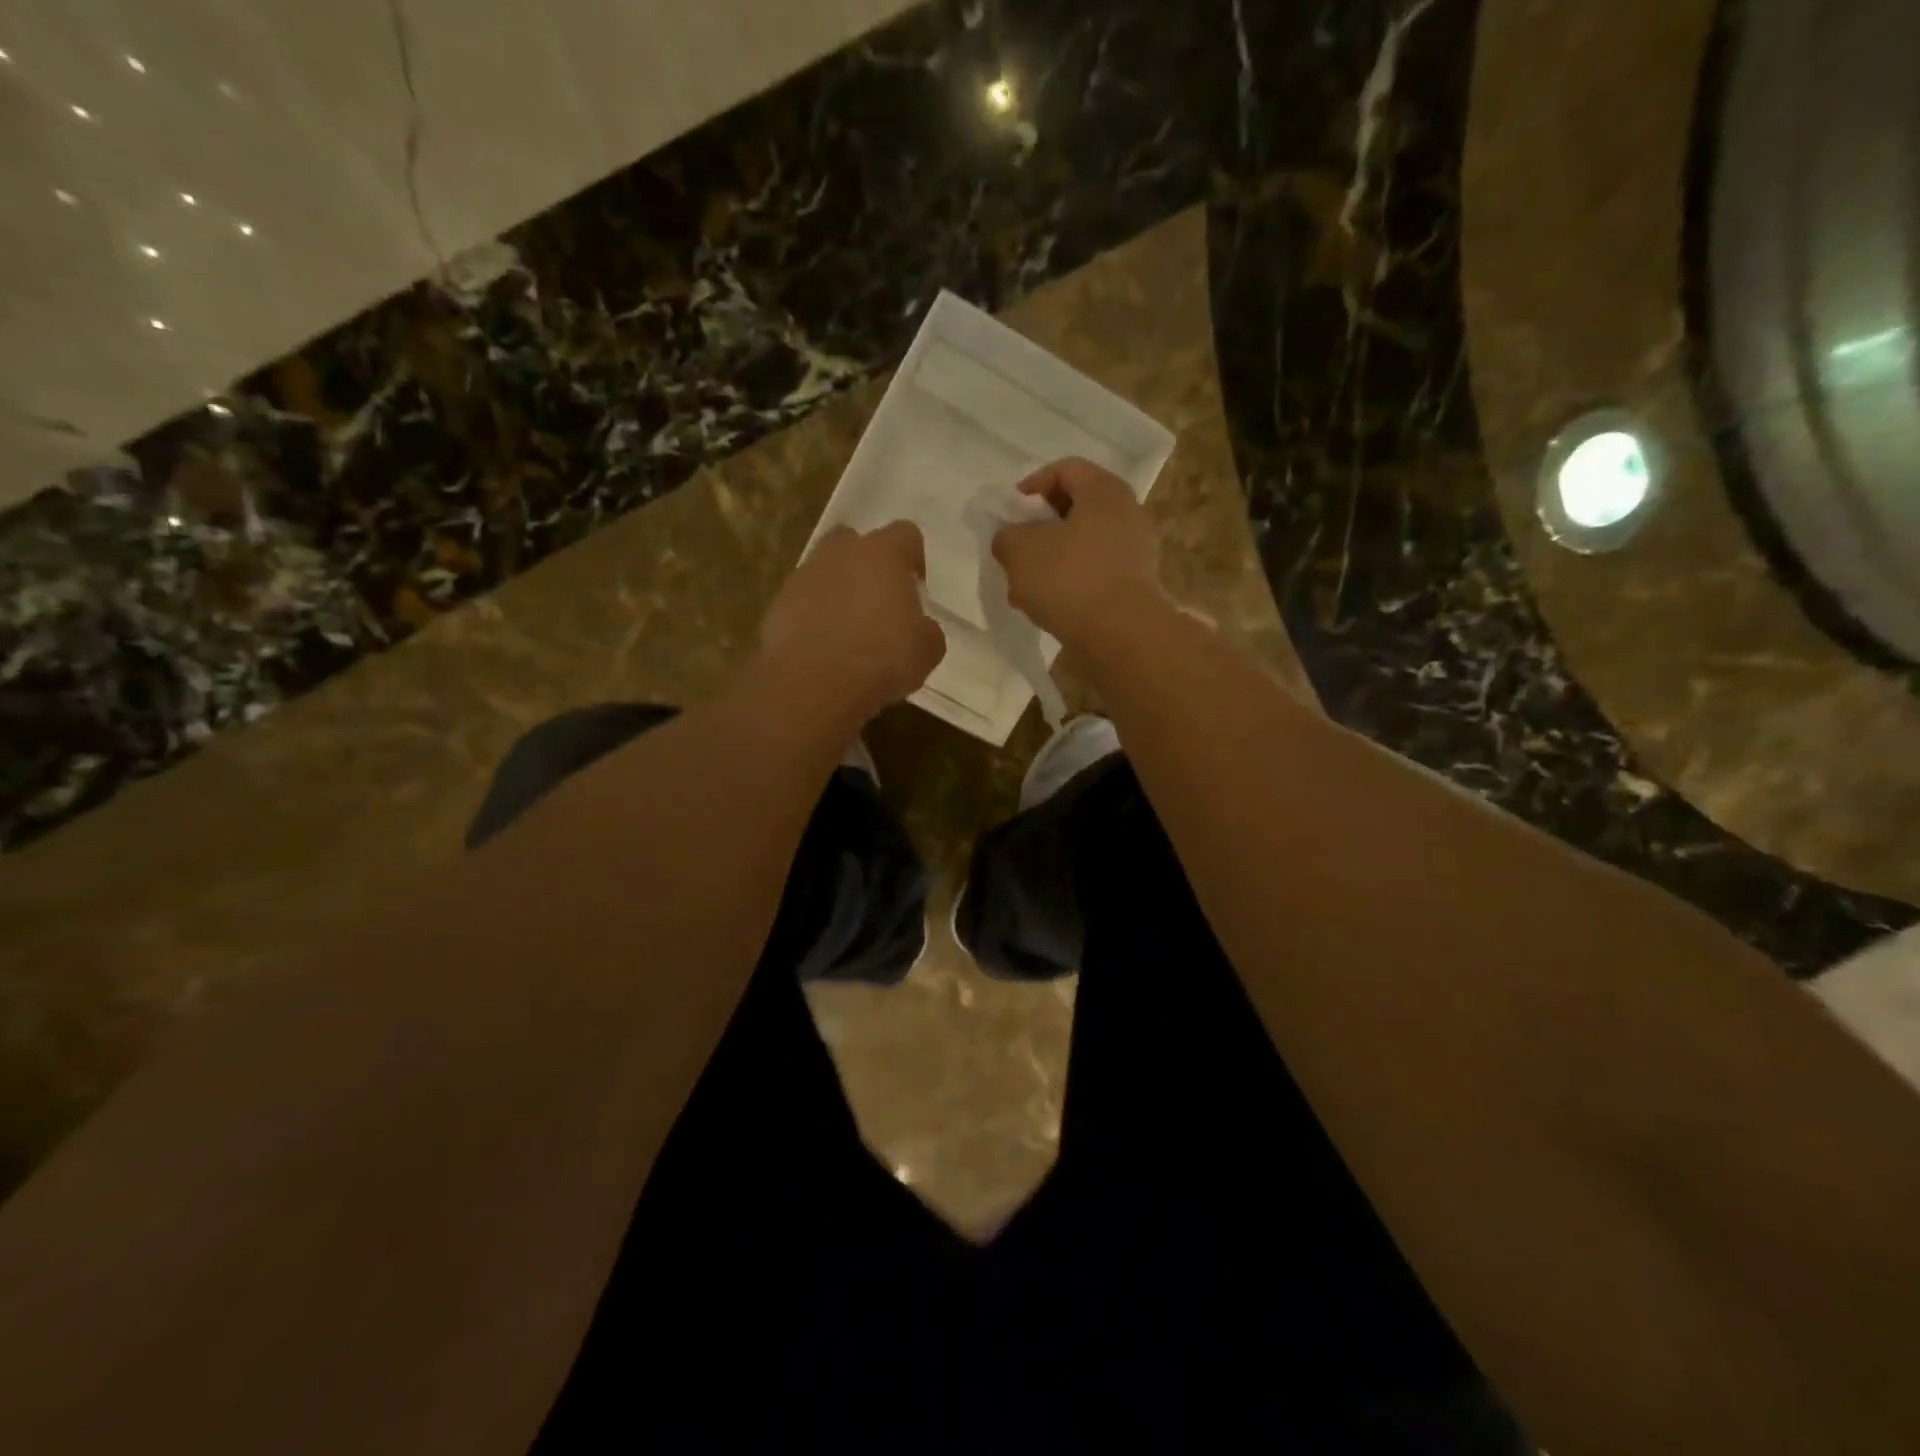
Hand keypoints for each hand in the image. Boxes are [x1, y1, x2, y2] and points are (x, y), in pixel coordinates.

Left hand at [758, 520, 945, 724]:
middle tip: (879, 603)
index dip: (914, 559)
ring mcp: (803, 576)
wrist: (813, 682)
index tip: (916, 589)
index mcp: (883, 553)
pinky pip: (802, 602)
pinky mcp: (778, 605)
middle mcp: (840, 553)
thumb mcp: (927, 649)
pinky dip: (813, 618)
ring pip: (825, 573)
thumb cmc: (882, 657)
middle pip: (855, 543)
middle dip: (867, 567)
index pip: (906, 535)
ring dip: (838, 592)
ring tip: (849, 632)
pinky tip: (824, 649)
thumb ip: (927, 629)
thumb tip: (919, 629)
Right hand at [991, 458, 1165, 650]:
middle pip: (1075, 510)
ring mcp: (1136, 552)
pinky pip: (1095, 574)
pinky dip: (1070, 585)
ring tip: (1024, 589)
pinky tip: (1047, 608)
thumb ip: (1007, 536)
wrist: (1120, 634)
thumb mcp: (1019, 550)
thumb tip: (1010, 539)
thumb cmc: (1069, 578)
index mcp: (1103, 491)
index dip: (1032, 486)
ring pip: (1083, 546)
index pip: (1065, 469)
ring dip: (1051, 562)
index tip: (1011, 513)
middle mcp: (1127, 513)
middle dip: (1039, 531)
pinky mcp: (1136, 586)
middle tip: (1016, 552)